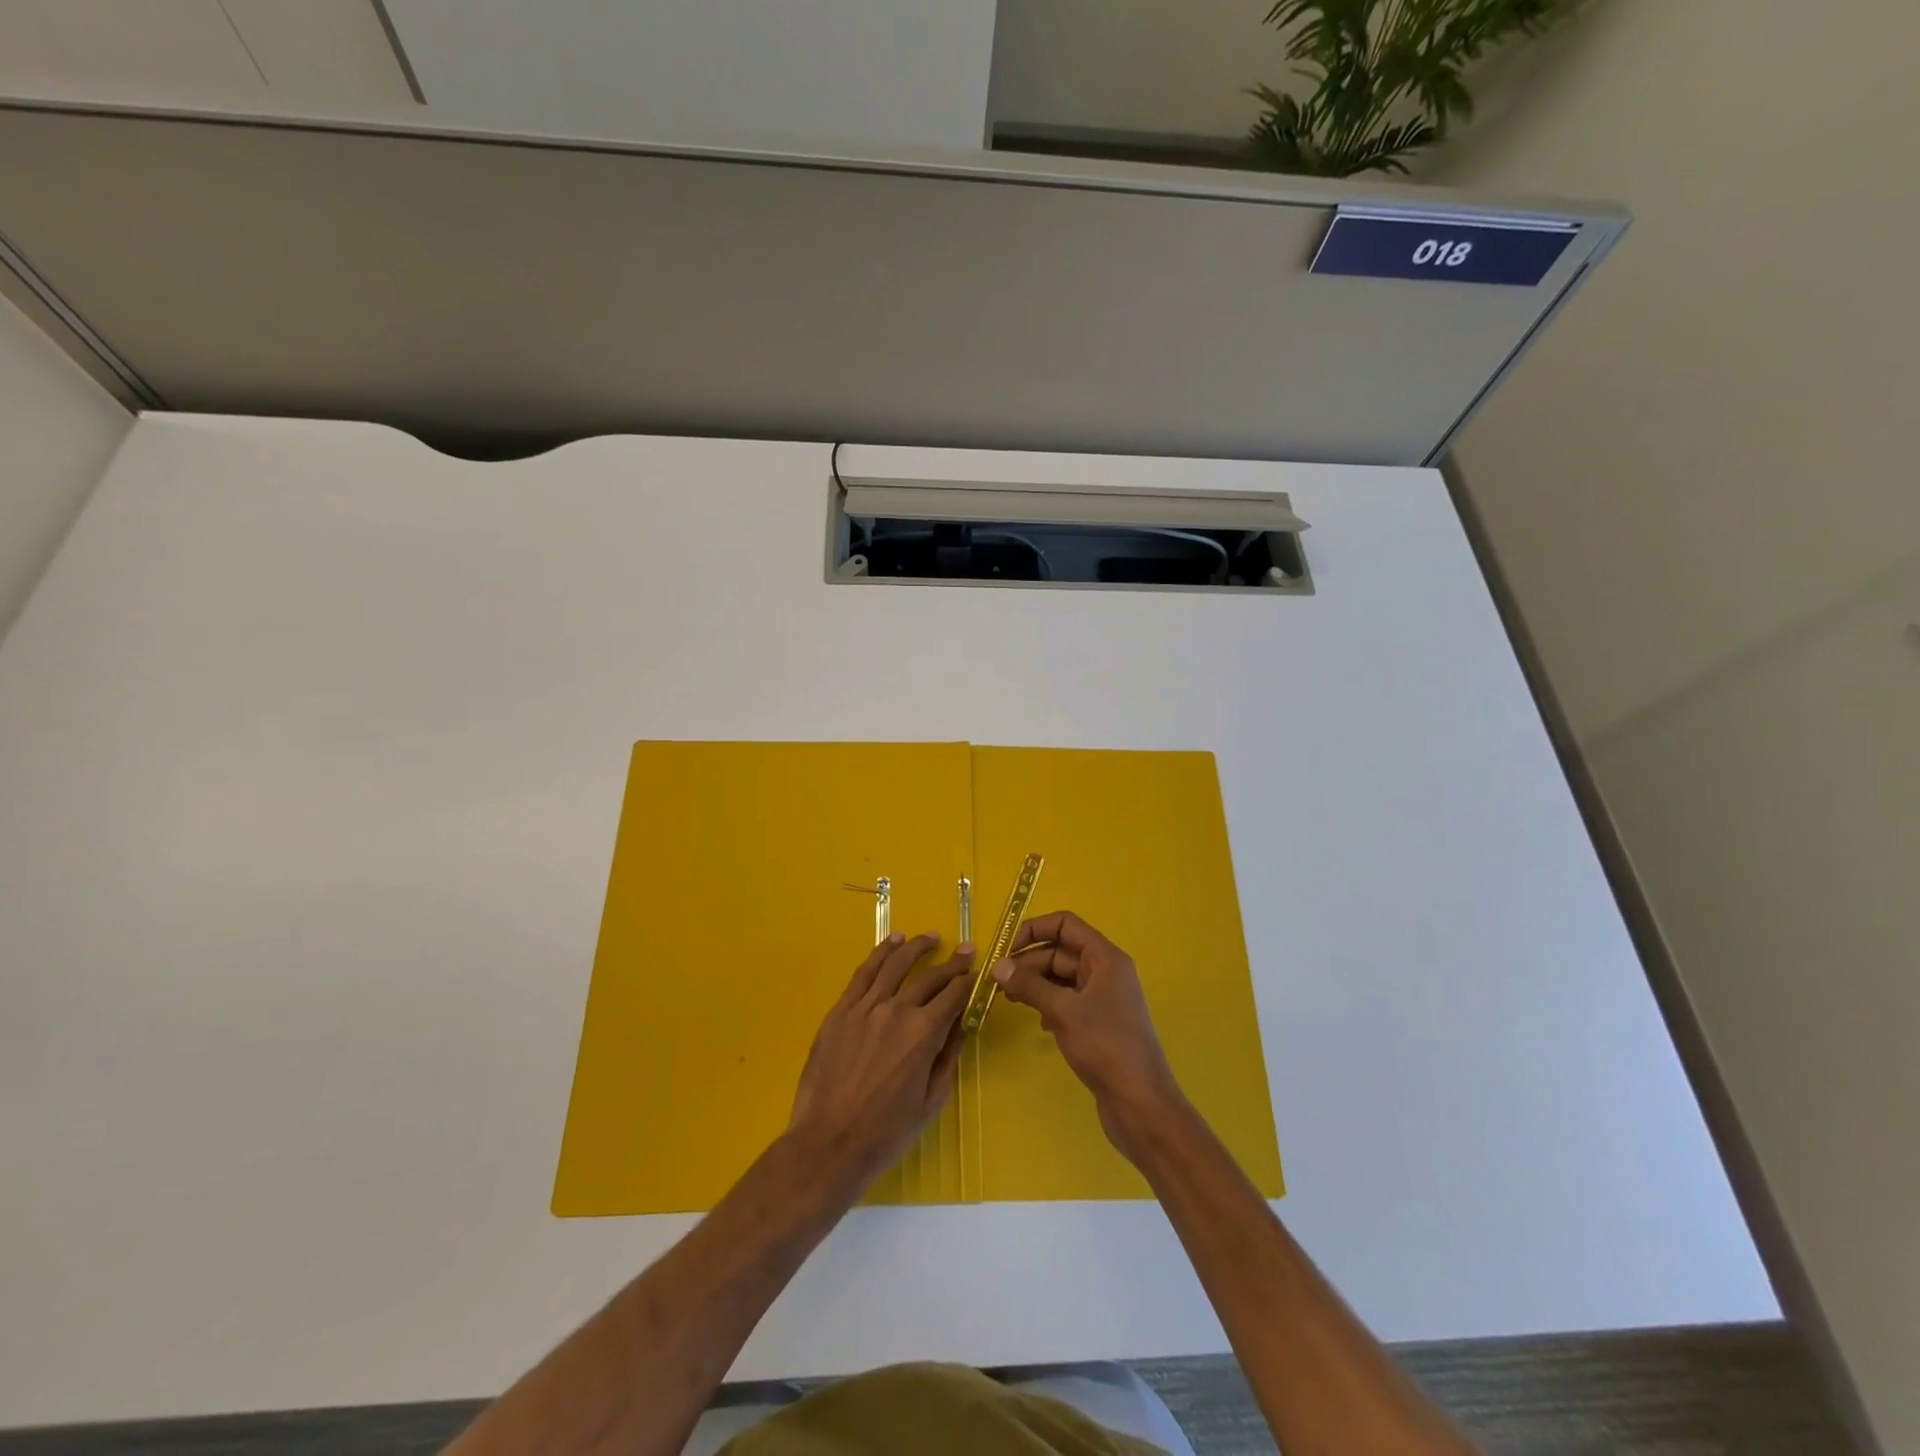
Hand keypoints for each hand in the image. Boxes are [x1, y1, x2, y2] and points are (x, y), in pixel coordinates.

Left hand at [788, 932, 974, 1194]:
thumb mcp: (931, 1101)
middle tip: (965, 950)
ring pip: (895, 965)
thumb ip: (947, 1057)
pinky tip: (892, 943)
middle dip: (952, 963)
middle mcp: (897, 1010)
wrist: (829, 1143)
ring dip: (916, 947)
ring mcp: (865, 1007)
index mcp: (924, 1034)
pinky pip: (864, 973)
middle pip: (930, 977)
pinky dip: (881, 953)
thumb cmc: (886, 1132)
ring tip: (929, 938)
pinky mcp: (841, 1010)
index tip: (976, 971)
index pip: (954, 995)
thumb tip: (959, 1025)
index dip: (968, 981)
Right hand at [991, 912, 1187, 1161]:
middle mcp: (1106, 971)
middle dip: (1028, 962)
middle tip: (998, 982)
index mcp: (1105, 958)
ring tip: (1009, 1000)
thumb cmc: (1105, 1048)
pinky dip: (1049, 1005)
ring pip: (1062, 978)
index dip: (1034, 930)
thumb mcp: (1063, 1011)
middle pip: (1060, 951)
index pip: (1065, 924)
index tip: (1006, 950)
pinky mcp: (1099, 1023)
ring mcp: (1104, 998)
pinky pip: (1068, 1001)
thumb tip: (998, 966)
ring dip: (1035, 984)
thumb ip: (1030, 985)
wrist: (1140, 1104)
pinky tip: (1038, 1023)